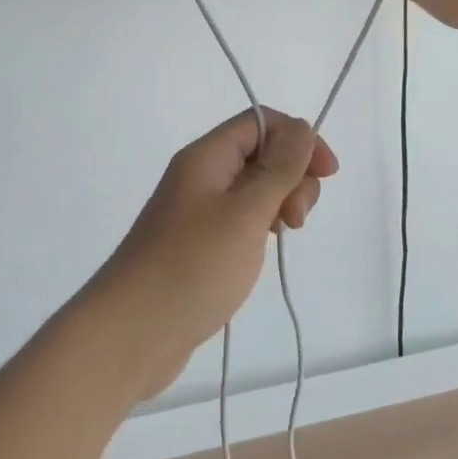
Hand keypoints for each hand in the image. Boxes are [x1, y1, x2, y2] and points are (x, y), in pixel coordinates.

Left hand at [92, 108, 336, 397]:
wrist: (130, 335)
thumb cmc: (191, 267)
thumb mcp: (245, 213)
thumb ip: (279, 169)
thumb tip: (302, 127)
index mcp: (208, 157)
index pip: (261, 122)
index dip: (298, 139)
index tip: (327, 174)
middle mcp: (202, 175)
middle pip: (261, 153)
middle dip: (292, 175)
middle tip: (297, 218)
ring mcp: (199, 210)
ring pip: (255, 187)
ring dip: (281, 201)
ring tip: (286, 234)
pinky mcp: (200, 243)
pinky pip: (242, 216)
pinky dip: (263, 224)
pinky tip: (268, 246)